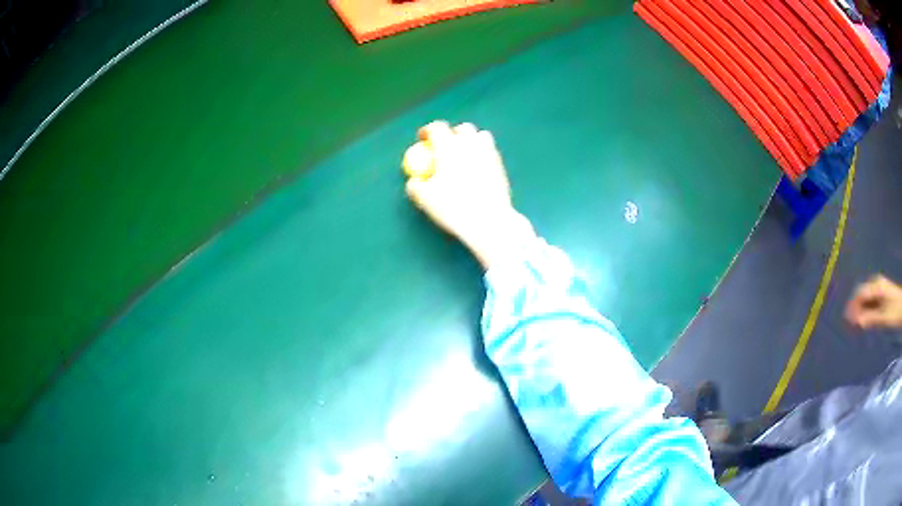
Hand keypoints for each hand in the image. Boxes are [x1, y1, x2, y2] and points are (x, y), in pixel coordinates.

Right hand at [403, 121, 535, 269]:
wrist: (487, 220)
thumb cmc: (453, 207)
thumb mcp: (426, 199)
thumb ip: (416, 187)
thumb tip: (413, 182)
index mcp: (449, 147)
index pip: (437, 128)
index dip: (428, 130)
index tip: (423, 138)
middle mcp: (470, 145)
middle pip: (463, 128)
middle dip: (453, 133)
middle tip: (445, 146)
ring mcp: (489, 154)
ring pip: (482, 136)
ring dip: (472, 140)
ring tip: (465, 154)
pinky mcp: (501, 167)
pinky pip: (492, 153)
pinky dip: (483, 155)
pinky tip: (478, 170)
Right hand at [845, 275, 901, 329]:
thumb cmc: (895, 311)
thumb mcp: (883, 317)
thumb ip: (870, 319)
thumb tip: (856, 323)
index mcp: (877, 286)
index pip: (860, 293)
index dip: (852, 306)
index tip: (846, 320)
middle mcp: (877, 284)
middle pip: (862, 294)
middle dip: (856, 307)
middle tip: (850, 324)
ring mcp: (880, 288)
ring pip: (867, 298)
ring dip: (861, 309)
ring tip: (857, 324)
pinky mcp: (883, 294)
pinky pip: (871, 300)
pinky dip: (867, 309)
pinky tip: (865, 319)